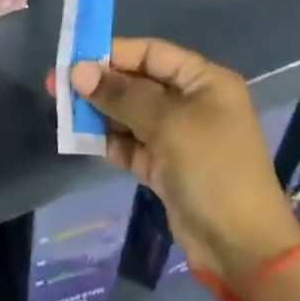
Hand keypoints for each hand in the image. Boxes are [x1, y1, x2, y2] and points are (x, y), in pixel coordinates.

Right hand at [50, 37, 299, 278]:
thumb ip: (121, 94)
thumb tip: (77, 71)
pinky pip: (133, 144)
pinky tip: (85, 142)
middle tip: (57, 86)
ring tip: (64, 113)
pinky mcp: (168, 167)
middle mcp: (192, 102)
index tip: (74, 59)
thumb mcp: (166, 123)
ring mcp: (180, 136)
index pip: (151, 53)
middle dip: (101, 85)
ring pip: (132, 114)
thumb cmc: (211, 168)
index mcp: (204, 81)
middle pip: (138, 83)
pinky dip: (112, 142)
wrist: (242, 248)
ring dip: (101, 114)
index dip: (113, 53)